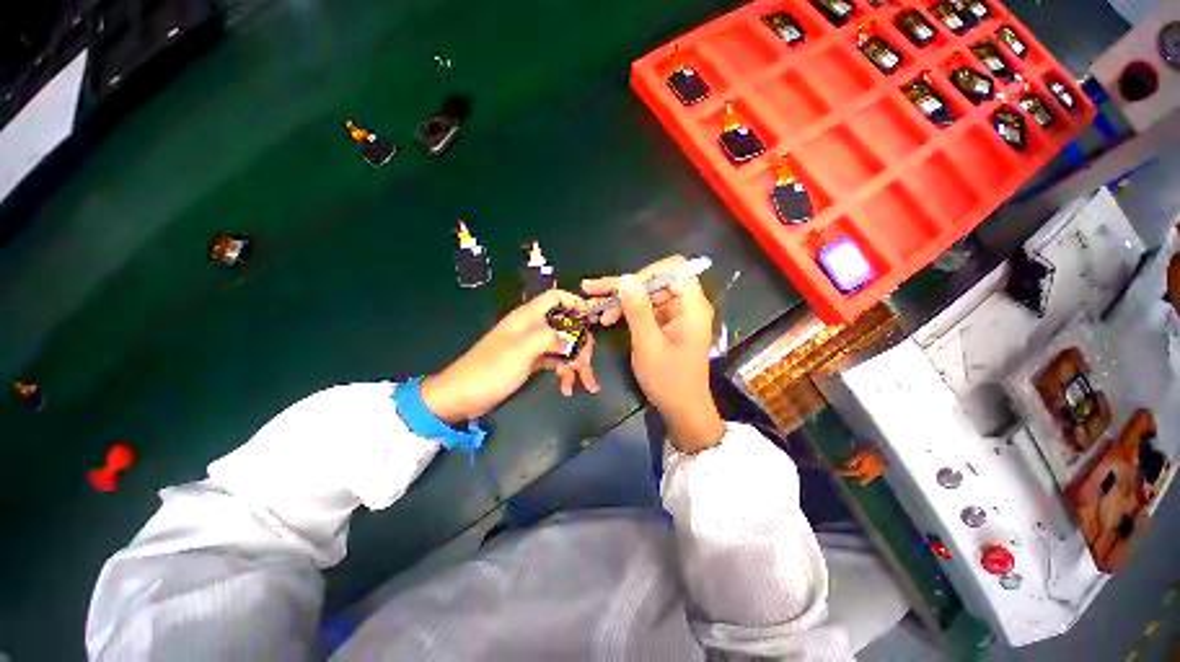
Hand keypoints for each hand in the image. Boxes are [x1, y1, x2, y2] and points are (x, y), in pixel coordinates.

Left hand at [421, 290, 599, 423]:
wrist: (463, 395)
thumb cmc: (491, 368)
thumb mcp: (522, 349)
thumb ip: (549, 337)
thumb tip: (568, 339)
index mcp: (528, 317)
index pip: (555, 297)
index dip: (575, 302)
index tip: (591, 318)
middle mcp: (532, 327)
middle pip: (566, 326)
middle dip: (581, 343)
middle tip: (589, 363)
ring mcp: (532, 346)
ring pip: (563, 347)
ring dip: (576, 363)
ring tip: (588, 384)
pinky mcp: (531, 362)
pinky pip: (554, 362)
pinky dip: (563, 372)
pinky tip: (567, 388)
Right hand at [583, 255, 723, 452]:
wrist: (682, 410)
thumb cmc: (669, 380)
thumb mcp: (648, 344)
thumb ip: (637, 310)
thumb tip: (626, 278)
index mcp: (691, 306)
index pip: (673, 269)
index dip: (646, 273)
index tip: (623, 286)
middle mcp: (686, 305)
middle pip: (655, 281)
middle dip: (624, 286)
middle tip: (593, 290)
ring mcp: (676, 315)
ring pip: (646, 295)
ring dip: (621, 300)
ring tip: (595, 307)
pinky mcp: (666, 325)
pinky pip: (645, 310)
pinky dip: (627, 312)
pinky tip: (607, 318)